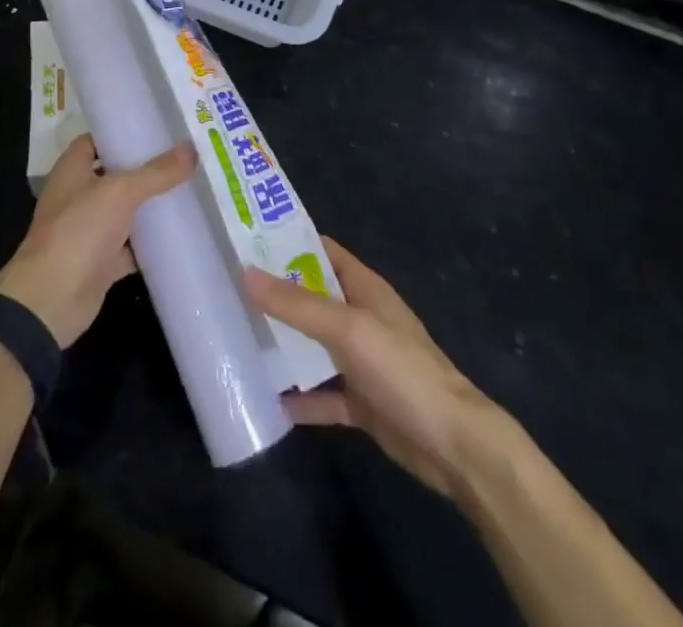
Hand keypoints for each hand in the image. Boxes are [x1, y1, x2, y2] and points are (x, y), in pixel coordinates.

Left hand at [0, 133, 196, 347]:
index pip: (98, 140)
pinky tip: (182, 233)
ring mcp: (90, 229)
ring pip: (127, 211)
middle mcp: (79, 195)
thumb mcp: (120, 193)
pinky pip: (133, 246)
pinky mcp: (102, 260)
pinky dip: (152, 242)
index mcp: (73, 169)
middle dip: (147, 168)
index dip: (123, 133)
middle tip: (185, 157)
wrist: (52, 299)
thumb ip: (156, 173)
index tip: (158, 128)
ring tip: (191, 188)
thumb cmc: (78, 230)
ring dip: (152, 205)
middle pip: (117, 175)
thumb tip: (191, 150)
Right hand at [244, 237, 503, 499]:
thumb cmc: (402, 369)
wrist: (453, 445)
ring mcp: (362, 361)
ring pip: (314, 345)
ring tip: (238, 337)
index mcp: (363, 288)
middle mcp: (361, 318)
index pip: (320, 250)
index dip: (287, 242)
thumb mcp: (346, 329)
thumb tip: (245, 273)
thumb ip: (296, 305)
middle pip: (312, 297)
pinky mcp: (362, 402)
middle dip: (276, 293)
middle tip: (229, 288)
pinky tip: (268, 401)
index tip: (246, 238)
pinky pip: (323, 395)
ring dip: (285, 344)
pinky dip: (301, 399)